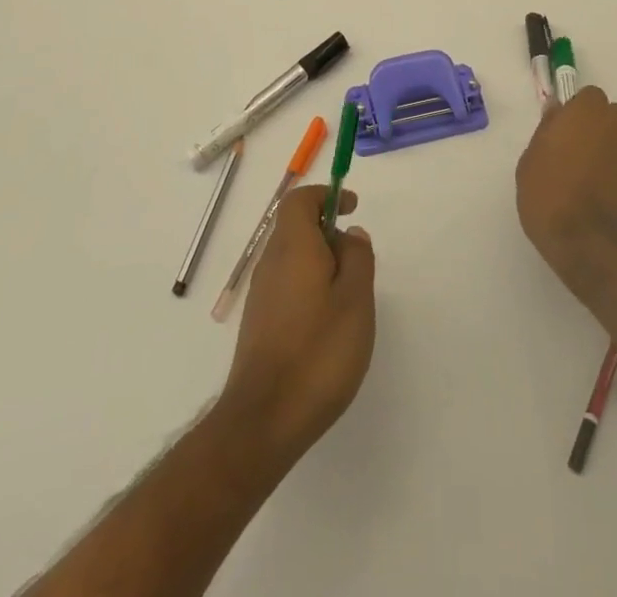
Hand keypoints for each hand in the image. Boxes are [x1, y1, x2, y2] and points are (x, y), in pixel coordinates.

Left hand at [221, 184, 375, 465]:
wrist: (264, 421)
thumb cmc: (318, 353)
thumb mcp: (356, 299)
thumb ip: (358, 257)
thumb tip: (351, 233)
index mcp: (292, 247)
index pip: (300, 200)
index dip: (326, 196)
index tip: (352, 209)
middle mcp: (270, 263)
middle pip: (296, 227)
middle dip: (329, 233)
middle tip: (358, 261)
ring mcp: (261, 295)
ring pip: (292, 258)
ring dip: (321, 262)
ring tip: (349, 297)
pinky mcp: (259, 323)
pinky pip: (287, 284)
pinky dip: (309, 286)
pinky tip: (327, 323)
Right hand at [516, 85, 616, 294]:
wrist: (594, 247)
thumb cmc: (551, 197)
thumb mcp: (530, 163)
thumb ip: (546, 132)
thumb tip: (556, 112)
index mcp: (587, 113)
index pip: (589, 96)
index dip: (576, 112)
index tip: (561, 132)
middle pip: (611, 117)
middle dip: (597, 129)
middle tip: (574, 155)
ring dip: (608, 157)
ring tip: (586, 187)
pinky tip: (602, 206)